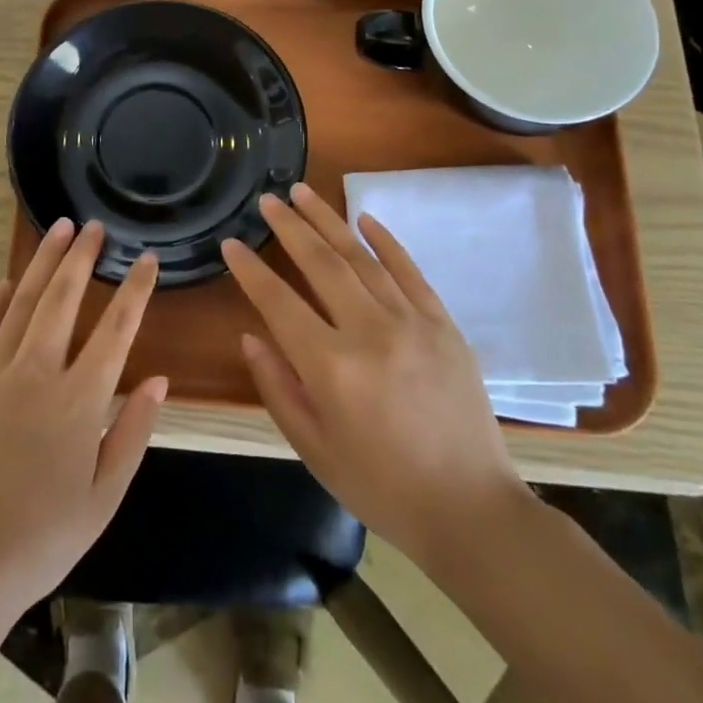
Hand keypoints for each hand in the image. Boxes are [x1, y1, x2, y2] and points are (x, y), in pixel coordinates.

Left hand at [0, 219, 168, 620]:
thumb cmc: (42, 538)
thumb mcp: (104, 497)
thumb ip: (133, 433)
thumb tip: (158, 379)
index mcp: (79, 400)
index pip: (116, 328)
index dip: (135, 289)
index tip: (146, 258)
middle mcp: (37, 373)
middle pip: (63, 299)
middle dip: (82, 257)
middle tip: (93, 225)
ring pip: (23, 302)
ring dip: (43, 263)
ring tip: (58, 230)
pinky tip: (6, 282)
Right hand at [222, 184, 533, 565]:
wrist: (471, 510)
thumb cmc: (381, 487)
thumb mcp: (314, 448)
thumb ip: (277, 387)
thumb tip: (251, 335)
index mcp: (332, 368)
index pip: (279, 302)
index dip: (251, 270)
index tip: (232, 243)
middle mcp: (370, 333)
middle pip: (322, 264)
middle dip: (290, 226)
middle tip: (267, 199)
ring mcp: (413, 323)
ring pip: (362, 258)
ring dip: (329, 220)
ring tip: (302, 192)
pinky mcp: (444, 325)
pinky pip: (410, 271)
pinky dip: (385, 241)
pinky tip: (363, 218)